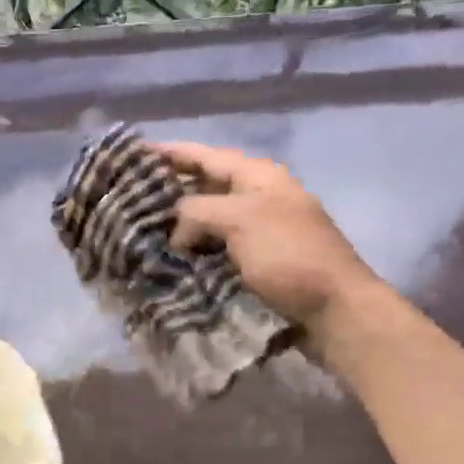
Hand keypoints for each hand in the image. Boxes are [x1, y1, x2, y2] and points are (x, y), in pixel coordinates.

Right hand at [154, 140, 385, 342]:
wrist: (335, 311)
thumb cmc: (289, 255)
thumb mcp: (240, 220)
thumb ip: (197, 211)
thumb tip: (176, 232)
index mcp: (258, 177)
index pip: (206, 155)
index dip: (170, 153)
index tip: (133, 153)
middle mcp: (257, 198)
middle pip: (205, 186)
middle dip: (169, 190)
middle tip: (127, 198)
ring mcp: (258, 232)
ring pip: (208, 220)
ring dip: (178, 226)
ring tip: (139, 231)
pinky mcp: (257, 264)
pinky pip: (216, 249)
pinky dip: (193, 252)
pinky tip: (168, 260)